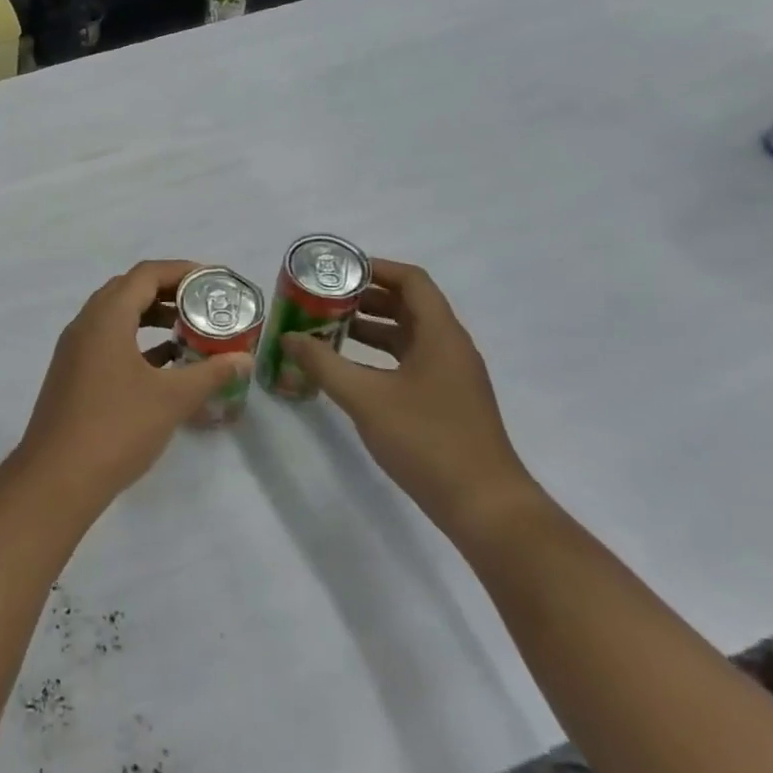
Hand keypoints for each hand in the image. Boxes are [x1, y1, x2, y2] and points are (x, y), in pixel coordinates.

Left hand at [18, 260, 251, 508]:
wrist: (56, 478)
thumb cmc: (116, 428)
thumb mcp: (171, 399)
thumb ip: (209, 374)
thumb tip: (243, 360)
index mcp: (105, 318)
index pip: (145, 274)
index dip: (182, 271)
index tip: (214, 281)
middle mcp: (85, 325)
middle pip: (128, 291)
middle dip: (167, 292)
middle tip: (204, 304)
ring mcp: (74, 351)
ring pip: (116, 318)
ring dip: (150, 318)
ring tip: (188, 330)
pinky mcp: (72, 375)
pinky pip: (108, 343)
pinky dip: (136, 343)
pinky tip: (163, 365)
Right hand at [281, 257, 541, 540]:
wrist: (483, 504)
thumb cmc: (426, 440)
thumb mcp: (365, 398)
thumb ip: (323, 364)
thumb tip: (289, 337)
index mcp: (441, 335)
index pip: (412, 281)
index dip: (376, 268)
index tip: (337, 271)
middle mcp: (451, 347)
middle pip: (408, 305)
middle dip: (365, 298)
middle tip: (323, 299)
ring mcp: (451, 376)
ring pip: (408, 335)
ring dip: (370, 327)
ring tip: (327, 329)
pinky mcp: (446, 400)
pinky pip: (410, 361)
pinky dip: (379, 355)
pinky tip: (349, 370)